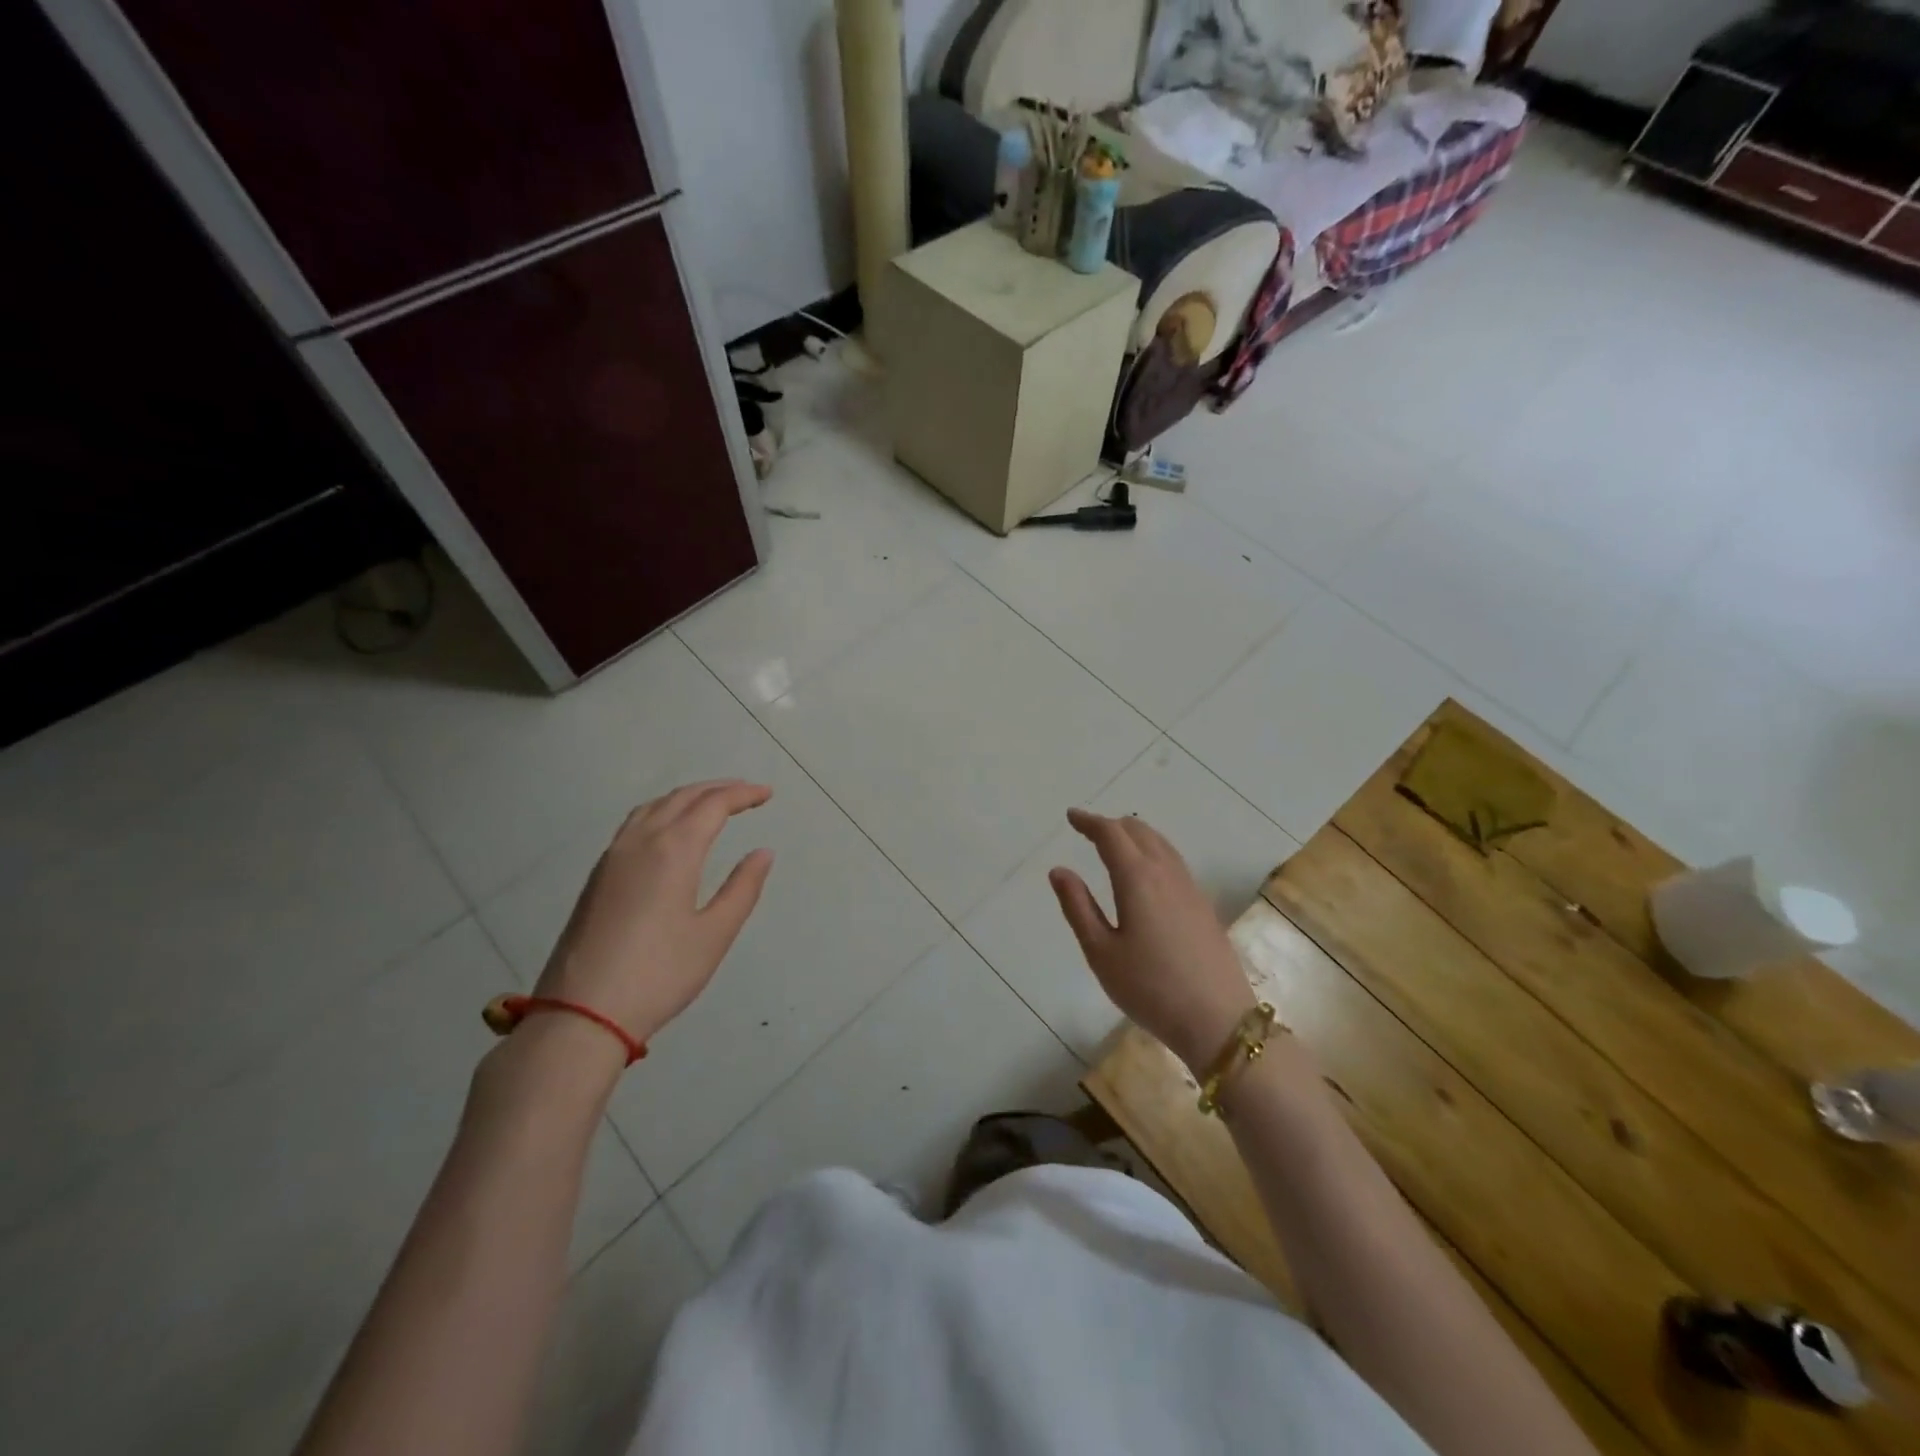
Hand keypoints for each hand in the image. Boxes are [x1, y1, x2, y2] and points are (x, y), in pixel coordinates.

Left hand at [533, 780, 774, 1047]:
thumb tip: (762, 852)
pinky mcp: (597, 877)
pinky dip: (662, 812)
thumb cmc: (659, 974)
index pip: (713, 805)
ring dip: (687, 797)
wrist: (581, 1015)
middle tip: (747, 792)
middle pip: (682, 798)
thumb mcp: (714, 934)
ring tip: (712, 804)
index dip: (743, 794)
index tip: (767, 793)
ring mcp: (612, 858)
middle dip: (717, 789)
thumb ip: (742, 888)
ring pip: (653, 807)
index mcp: (673, 850)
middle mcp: (640, 842)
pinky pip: (634, 824)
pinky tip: (670, 831)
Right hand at [1049, 808, 1257, 1073]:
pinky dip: (1153, 850)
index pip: (1111, 835)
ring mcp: (1190, 888)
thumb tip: (1059, 870)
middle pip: (1139, 832)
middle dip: (1112, 825)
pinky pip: (1174, 861)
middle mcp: (1166, 873)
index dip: (1089, 822)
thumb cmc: (1149, 988)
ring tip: (1116, 843)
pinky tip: (1147, 871)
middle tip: (1089, 830)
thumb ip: (1078, 907)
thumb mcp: (1100, 952)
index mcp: (1137, 879)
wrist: (1218, 1021)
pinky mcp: (1203, 905)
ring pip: (1161, 844)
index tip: (1072, 816)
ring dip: (1135, 835)